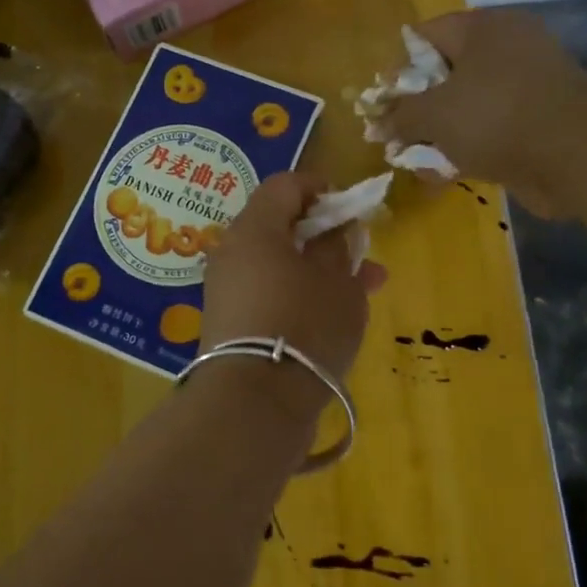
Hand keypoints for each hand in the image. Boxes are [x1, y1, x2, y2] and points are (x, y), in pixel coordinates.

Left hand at [199, 172, 384, 420]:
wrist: (254, 401)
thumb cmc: (304, 325)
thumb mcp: (337, 281)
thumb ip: (338, 246)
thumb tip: (334, 229)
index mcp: (254, 228)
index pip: (284, 185)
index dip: (320, 188)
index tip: (349, 208)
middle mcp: (231, 251)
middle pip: (278, 225)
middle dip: (323, 235)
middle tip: (360, 253)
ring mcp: (224, 288)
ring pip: (276, 263)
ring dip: (316, 268)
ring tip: (362, 289)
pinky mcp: (226, 321)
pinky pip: (266, 291)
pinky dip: (297, 293)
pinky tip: (331, 315)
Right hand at [383, 9, 586, 217]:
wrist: (577, 155)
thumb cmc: (496, 117)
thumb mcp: (434, 114)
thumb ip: (400, 117)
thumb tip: (377, 125)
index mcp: (483, 28)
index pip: (424, 36)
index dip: (397, 70)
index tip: (383, 104)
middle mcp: (507, 48)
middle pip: (446, 73)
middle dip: (417, 108)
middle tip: (396, 135)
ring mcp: (527, 85)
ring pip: (468, 105)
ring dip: (440, 133)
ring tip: (415, 160)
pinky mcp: (539, 120)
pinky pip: (491, 129)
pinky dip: (468, 147)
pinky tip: (444, 173)